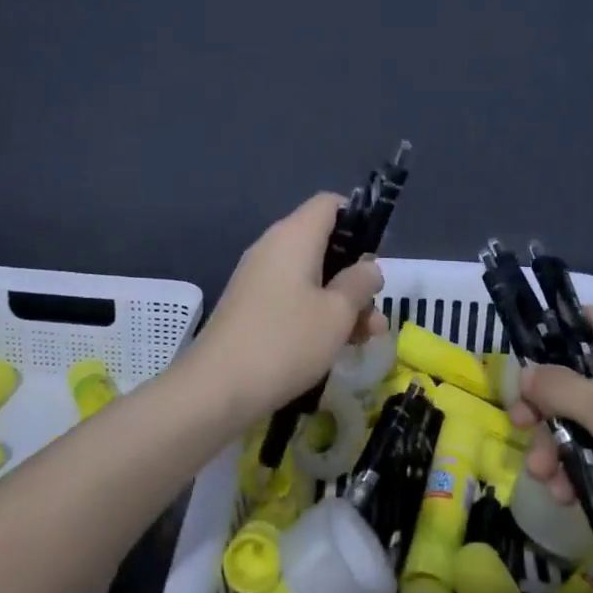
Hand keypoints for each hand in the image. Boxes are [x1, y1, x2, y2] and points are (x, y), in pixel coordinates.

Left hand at [187, 194, 386, 420]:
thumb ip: (360, 283)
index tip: (376, 254)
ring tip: (367, 337)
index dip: (358, 220)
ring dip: (341, 300)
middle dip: (355, 274)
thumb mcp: (337, 313)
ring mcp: (259, 278)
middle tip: (376, 308)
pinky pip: (293, 296)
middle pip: (324, 243)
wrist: (216, 389)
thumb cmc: (285, 341)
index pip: (329, 204)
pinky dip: (317, 313)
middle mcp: (273, 247)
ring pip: (311, 275)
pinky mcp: (251, 306)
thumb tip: (368, 267)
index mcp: (294, 236)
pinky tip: (337, 346)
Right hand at [511, 306, 592, 592]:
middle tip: (518, 423)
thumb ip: (560, 387)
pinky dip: (577, 474)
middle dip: (544, 404)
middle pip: (576, 378)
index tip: (519, 354)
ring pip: (582, 424)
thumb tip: (526, 372)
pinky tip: (564, 497)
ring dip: (555, 447)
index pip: (590, 320)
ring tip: (543, 476)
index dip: (554, 329)